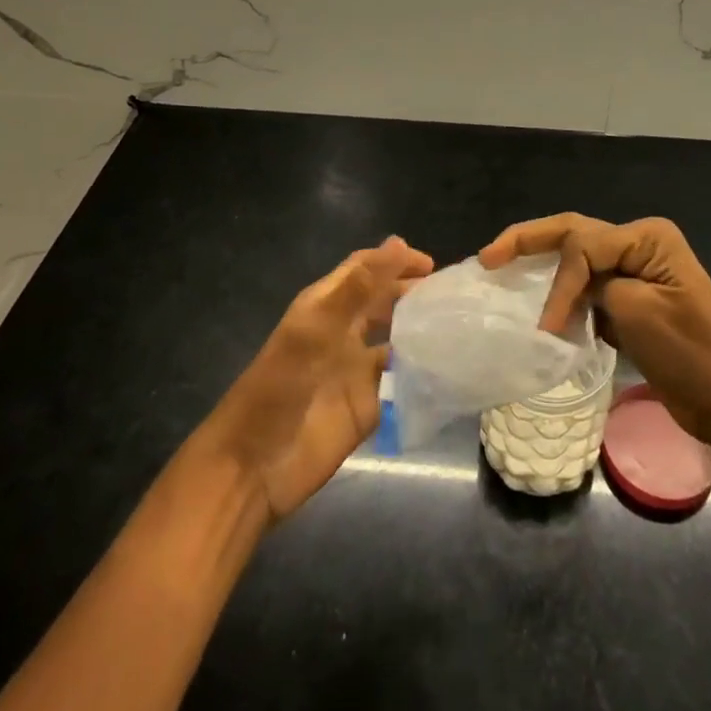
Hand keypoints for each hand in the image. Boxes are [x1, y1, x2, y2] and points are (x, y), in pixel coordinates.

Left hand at [195, 236, 432, 521]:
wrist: (254, 467)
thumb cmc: (279, 388)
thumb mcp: (316, 330)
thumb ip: (359, 288)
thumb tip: (398, 242)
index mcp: (326, 306)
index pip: (365, 269)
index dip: (394, 260)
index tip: (431, 265)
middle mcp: (344, 332)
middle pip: (383, 301)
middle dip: (413, 292)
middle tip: (451, 295)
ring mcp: (356, 369)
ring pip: (396, 338)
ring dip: (421, 329)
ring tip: (457, 324)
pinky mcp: (369, 405)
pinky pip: (401, 380)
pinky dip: (422, 370)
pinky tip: (448, 366)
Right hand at [480, 214, 710, 457]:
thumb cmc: (691, 354)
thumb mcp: (638, 311)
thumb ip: (596, 286)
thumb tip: (568, 293)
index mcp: (647, 237)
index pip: (583, 244)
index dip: (559, 282)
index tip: (547, 327)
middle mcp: (640, 245)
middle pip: (574, 236)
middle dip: (529, 242)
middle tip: (487, 256)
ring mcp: (637, 273)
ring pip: (578, 262)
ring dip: (545, 272)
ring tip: (502, 275)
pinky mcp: (632, 302)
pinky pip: (590, 290)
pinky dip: (565, 298)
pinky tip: (540, 310)